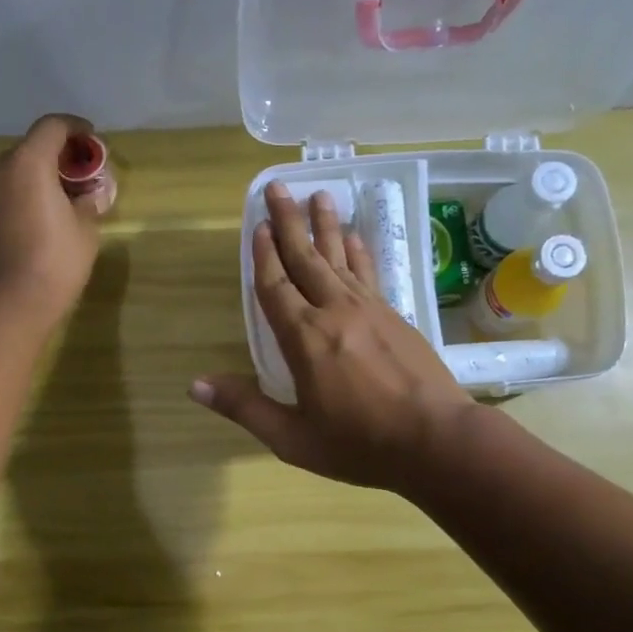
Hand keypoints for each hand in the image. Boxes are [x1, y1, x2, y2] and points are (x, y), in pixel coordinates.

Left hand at [0, 113, 104, 321]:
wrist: (9, 302)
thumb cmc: (55, 260)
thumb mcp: (85, 229)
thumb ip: (89, 201)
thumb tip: (92, 193)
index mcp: (28, 162)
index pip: (53, 126)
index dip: (77, 129)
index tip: (94, 142)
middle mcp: (0, 169)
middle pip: (32, 147)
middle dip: (60, 155)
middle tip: (84, 175)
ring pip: (18, 170)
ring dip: (42, 176)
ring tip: (67, 198)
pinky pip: (8, 192)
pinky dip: (27, 193)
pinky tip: (46, 215)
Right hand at [191, 181, 474, 491]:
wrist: (437, 441)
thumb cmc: (359, 444)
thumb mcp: (292, 438)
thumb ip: (245, 408)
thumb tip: (195, 385)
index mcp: (304, 339)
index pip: (275, 287)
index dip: (262, 256)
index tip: (255, 225)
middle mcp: (335, 312)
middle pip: (306, 258)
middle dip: (288, 222)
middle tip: (278, 187)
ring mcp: (370, 310)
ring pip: (340, 258)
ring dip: (326, 226)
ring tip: (319, 195)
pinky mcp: (396, 315)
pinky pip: (369, 273)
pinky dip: (358, 252)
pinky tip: (355, 237)